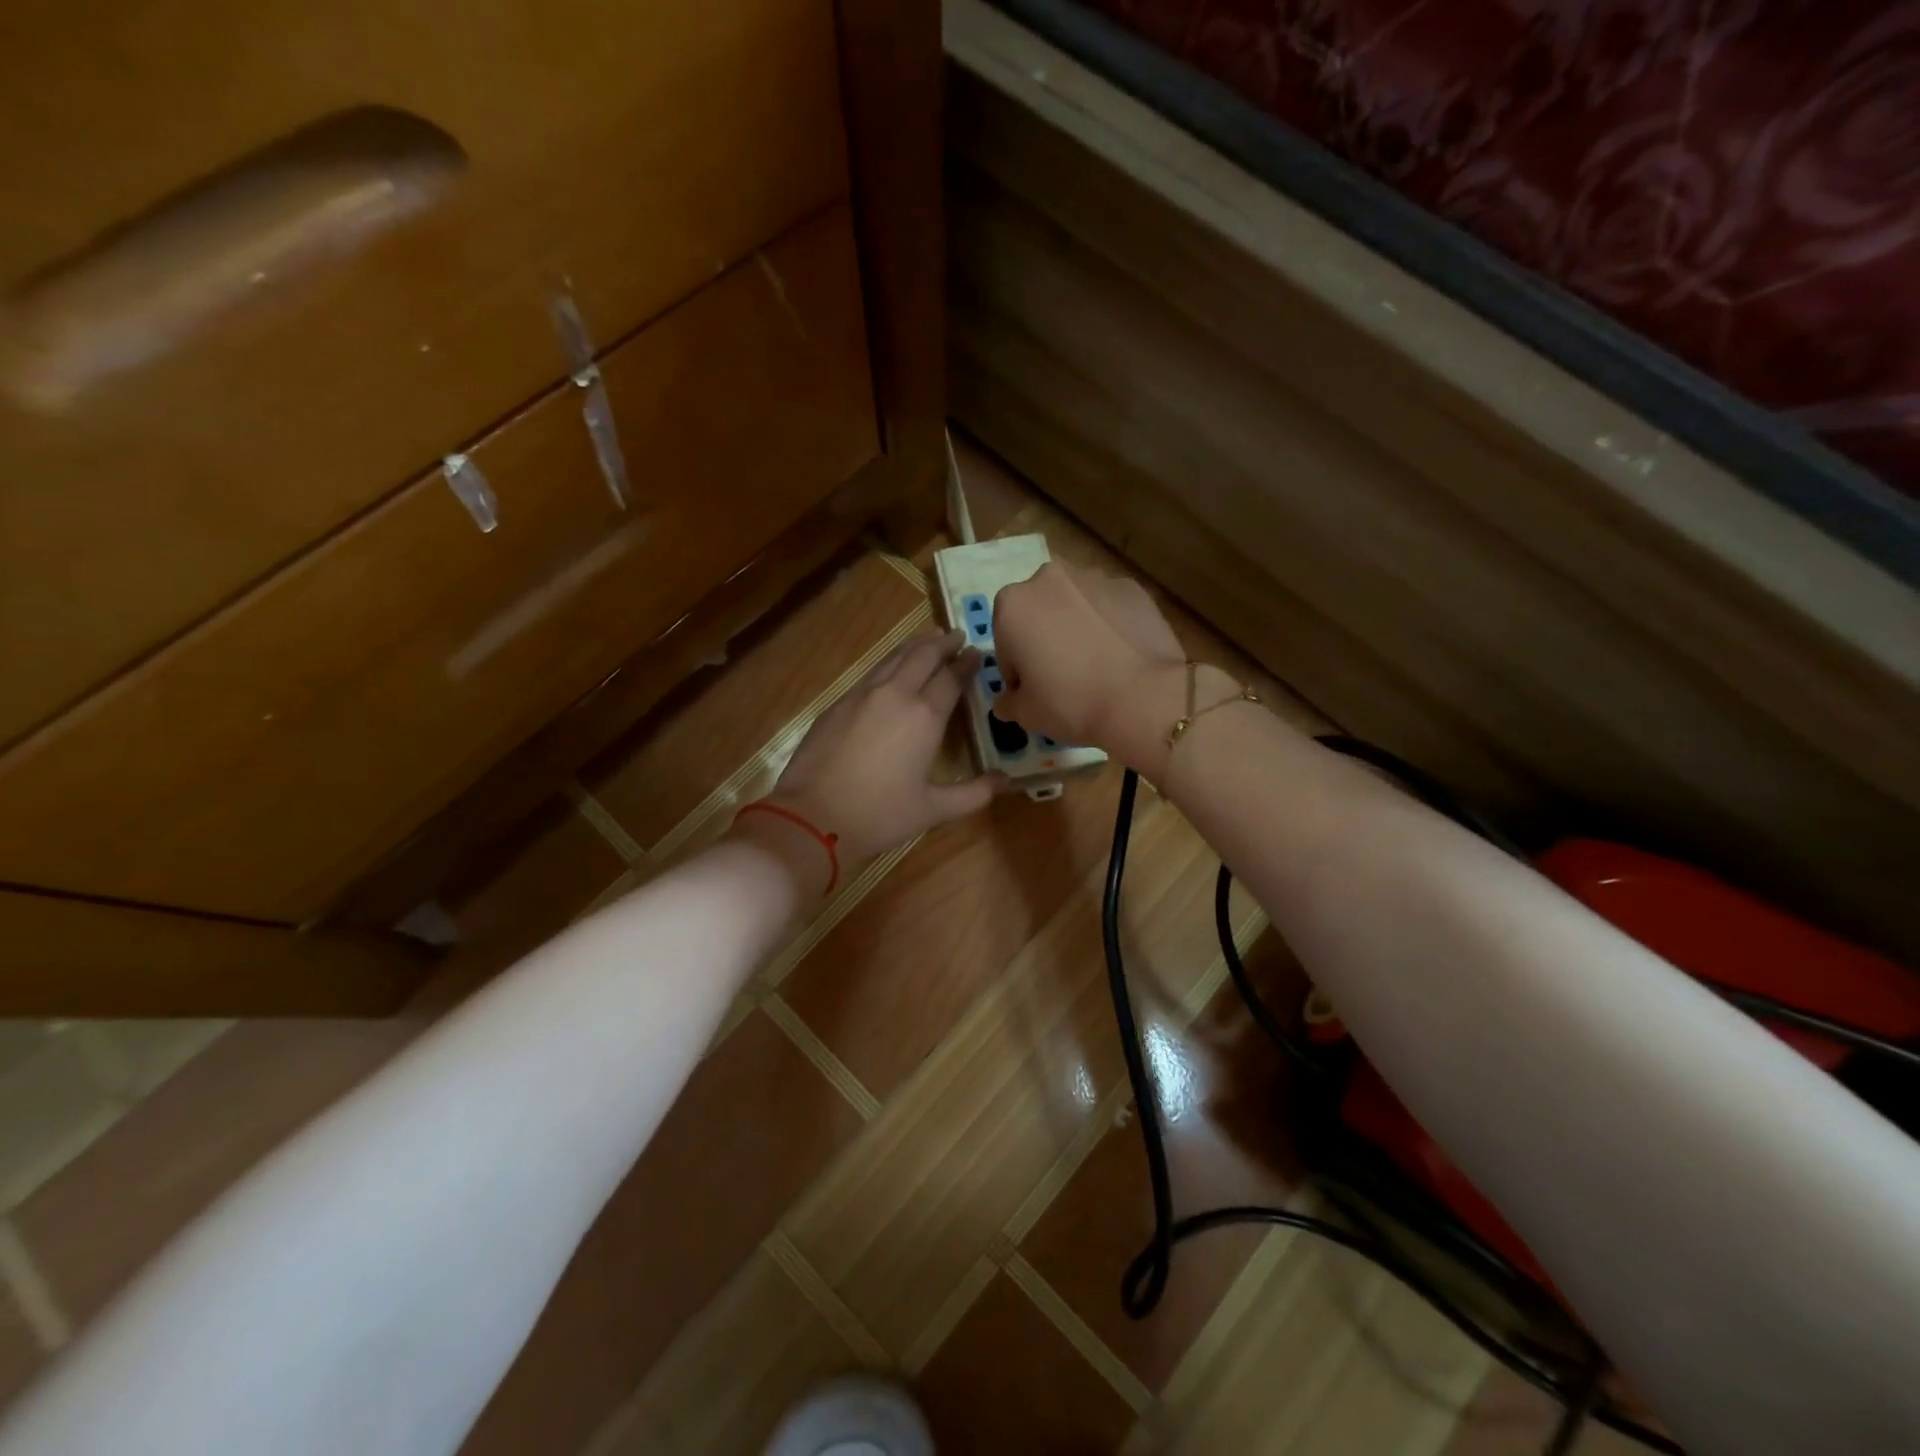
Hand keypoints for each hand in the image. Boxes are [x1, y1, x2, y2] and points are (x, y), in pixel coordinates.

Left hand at [761, 630, 1000, 869]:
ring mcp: (861, 695)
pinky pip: (871, 673)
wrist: (812, 817)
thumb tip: (1006, 781)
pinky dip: (889, 663)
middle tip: (956, 635)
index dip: (966, 663)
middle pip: (922, 656)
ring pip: (893, 658)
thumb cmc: (880, 814)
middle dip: (942, 643)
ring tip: (927, 641)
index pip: (951, 678)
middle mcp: (894, 695)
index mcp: (924, 716)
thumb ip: (974, 794)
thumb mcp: (934, 810)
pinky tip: (890, 670)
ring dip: (914, 647)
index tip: (977, 652)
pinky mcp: (837, 704)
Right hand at [993, 562, 1182, 759]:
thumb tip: (1007, 701)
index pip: (1005, 643)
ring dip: (1076, 627)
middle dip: (1045, 639)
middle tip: (1063, 677)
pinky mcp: (1131, 587)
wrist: (1143, 699)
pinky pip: (1108, 607)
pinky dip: (1109, 625)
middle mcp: (1048, 579)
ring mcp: (1094, 578)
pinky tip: (1121, 656)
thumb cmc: (1071, 703)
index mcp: (1012, 605)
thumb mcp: (1026, 714)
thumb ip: (1008, 702)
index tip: (1034, 693)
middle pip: (1038, 613)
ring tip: (1096, 666)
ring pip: (1074, 606)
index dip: (1017, 671)